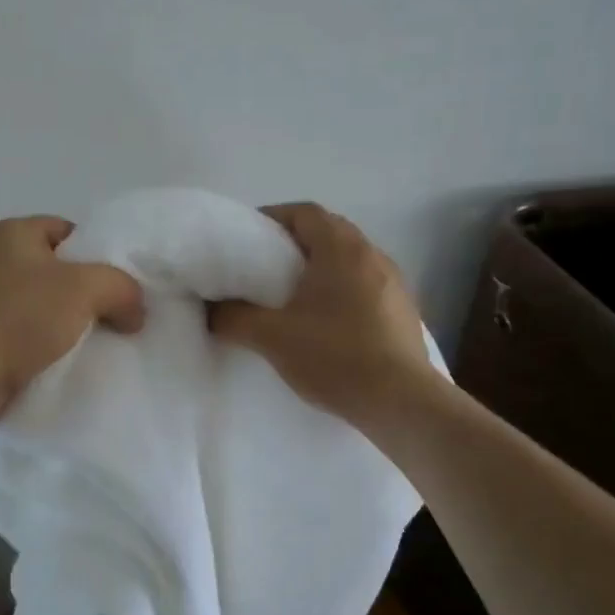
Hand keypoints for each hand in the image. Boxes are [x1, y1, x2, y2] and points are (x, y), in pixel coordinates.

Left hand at [0, 215, 144, 426]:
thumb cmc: (16, 318)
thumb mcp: (83, 288)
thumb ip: (121, 287)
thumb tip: (135, 311)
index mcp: (12, 232)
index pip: (70, 233)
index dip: (102, 256)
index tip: (125, 288)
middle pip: (59, 271)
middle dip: (90, 295)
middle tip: (121, 319)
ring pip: (44, 307)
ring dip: (71, 326)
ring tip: (102, 344)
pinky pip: (27, 336)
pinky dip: (48, 348)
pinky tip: (72, 363)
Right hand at [209, 203, 434, 425]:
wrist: (400, 401)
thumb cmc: (335, 356)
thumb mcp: (272, 338)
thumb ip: (234, 318)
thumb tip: (211, 310)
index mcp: (342, 249)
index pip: (304, 212)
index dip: (272, 217)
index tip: (247, 237)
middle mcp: (372, 255)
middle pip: (329, 232)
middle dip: (294, 243)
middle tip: (263, 266)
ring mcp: (394, 282)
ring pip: (349, 260)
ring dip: (320, 267)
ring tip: (292, 295)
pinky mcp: (403, 310)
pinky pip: (365, 285)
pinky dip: (341, 290)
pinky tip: (326, 321)